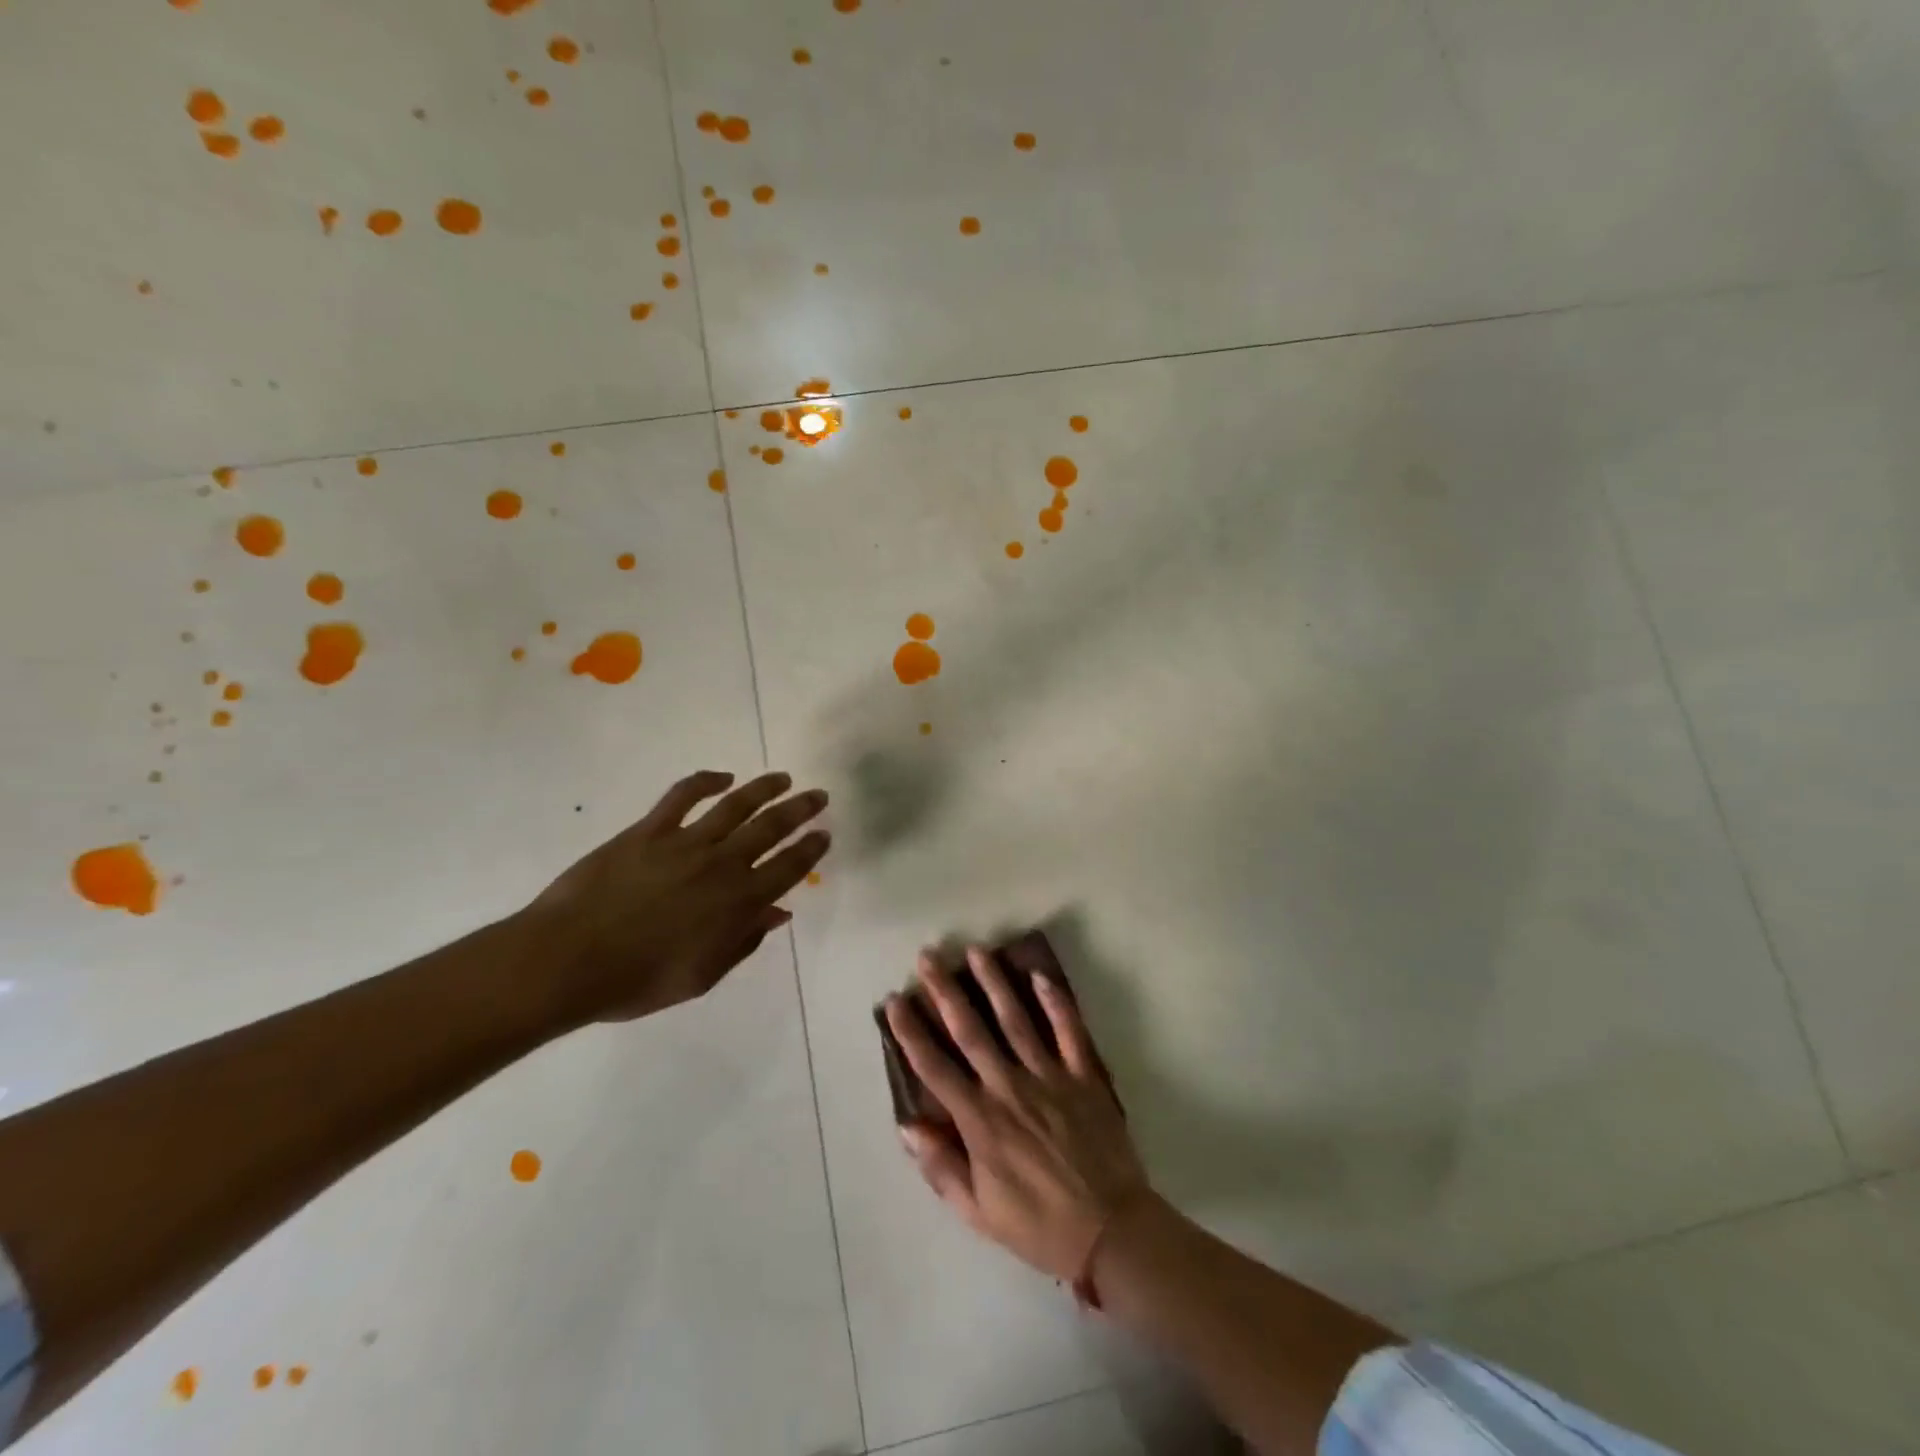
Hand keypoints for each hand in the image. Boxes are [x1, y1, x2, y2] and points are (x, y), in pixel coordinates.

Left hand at [529, 770, 827, 1023]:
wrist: (569, 961)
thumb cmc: (638, 980)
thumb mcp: (702, 975)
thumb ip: (743, 941)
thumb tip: (777, 912)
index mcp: (738, 903)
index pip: (788, 868)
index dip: (810, 849)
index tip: (825, 834)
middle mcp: (722, 864)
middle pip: (772, 827)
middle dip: (800, 810)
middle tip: (818, 795)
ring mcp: (686, 842)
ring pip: (737, 804)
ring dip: (765, 788)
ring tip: (782, 778)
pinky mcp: (650, 829)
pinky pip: (684, 795)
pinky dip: (706, 781)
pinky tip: (722, 777)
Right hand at [884, 948, 1147, 1282]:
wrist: (1109, 1231)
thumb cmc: (1038, 1225)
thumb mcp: (978, 1211)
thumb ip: (941, 1167)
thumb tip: (907, 1126)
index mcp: (980, 1120)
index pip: (935, 1067)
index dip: (911, 1032)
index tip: (895, 1001)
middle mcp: (1009, 1087)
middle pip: (971, 1031)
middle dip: (946, 991)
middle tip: (929, 957)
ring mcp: (1049, 1076)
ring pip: (1016, 1019)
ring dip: (994, 983)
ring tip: (976, 951)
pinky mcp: (1083, 1075)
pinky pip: (1068, 1031)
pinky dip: (1055, 1002)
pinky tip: (1040, 974)